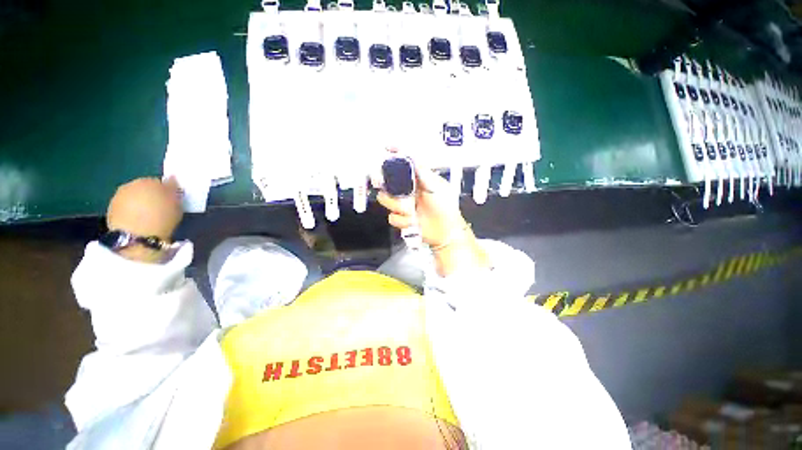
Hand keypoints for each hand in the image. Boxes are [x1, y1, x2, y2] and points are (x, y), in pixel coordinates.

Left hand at [107, 177, 182, 240]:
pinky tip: (139, 222)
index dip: (165, 191)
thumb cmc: (162, 217)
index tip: (170, 201)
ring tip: (149, 217)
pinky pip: (125, 209)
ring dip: (140, 204)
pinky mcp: (110, 211)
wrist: (137, 236)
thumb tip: (171, 179)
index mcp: (148, 180)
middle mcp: (131, 184)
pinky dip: (131, 213)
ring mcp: (118, 197)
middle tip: (159, 209)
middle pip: (143, 188)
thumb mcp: (176, 203)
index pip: (159, 182)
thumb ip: (172, 189)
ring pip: (133, 198)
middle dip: (150, 196)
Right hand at [377, 163, 466, 247]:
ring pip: (386, 200)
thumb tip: (413, 158)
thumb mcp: (438, 187)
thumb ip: (424, 173)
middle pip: (388, 182)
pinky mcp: (402, 218)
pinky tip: (413, 221)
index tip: (387, 148)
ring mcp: (404, 204)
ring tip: (411, 212)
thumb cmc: (446, 209)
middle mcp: (408, 190)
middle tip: (397, 194)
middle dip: (390, 189)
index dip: (395, 155)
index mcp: (418, 180)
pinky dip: (402, 221)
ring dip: (398, 207)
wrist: (445, 232)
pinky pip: (392, 217)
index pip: (404, 164)